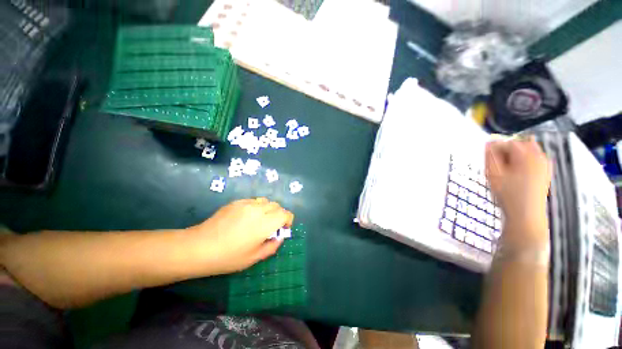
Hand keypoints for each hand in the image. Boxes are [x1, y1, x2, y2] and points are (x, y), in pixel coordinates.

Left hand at [189, 198, 293, 274]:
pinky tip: (246, 218)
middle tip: (270, 227)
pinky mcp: (236, 202)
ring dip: (268, 209)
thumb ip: (272, 246)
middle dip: (278, 215)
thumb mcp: (254, 258)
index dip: (288, 220)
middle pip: (277, 206)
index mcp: (265, 223)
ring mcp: (246, 204)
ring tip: (259, 221)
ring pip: (266, 201)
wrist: (199, 247)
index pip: (285, 214)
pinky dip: (256, 207)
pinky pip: (253, 201)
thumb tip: (279, 237)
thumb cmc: (228, 257)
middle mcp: (258, 210)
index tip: (282, 229)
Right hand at [485, 137, 551, 243]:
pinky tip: (516, 173)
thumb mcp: (493, 174)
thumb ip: (490, 156)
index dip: (494, 149)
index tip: (486, 160)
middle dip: (505, 152)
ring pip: (526, 152)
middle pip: (519, 144)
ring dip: (513, 157)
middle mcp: (539, 156)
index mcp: (526, 154)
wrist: (526, 216)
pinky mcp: (545, 173)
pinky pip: (533, 159)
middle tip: (495, 166)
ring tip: (505, 170)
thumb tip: (488, 144)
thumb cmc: (508, 194)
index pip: (507, 142)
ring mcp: (544, 164)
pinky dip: (522, 162)